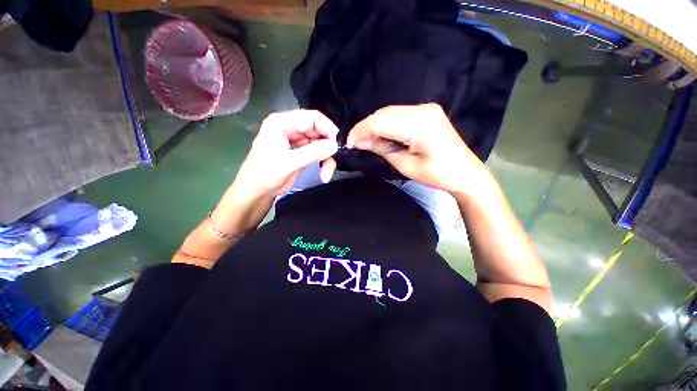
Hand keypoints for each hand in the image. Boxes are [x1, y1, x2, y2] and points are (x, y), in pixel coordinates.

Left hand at [231, 110, 339, 200]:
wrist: (257, 192)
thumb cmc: (266, 173)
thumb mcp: (290, 162)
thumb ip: (314, 152)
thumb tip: (336, 146)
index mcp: (282, 123)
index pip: (312, 118)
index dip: (327, 128)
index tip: (338, 143)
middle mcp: (291, 129)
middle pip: (318, 131)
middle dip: (328, 147)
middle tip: (334, 161)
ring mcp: (297, 141)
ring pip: (320, 144)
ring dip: (326, 158)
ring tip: (327, 173)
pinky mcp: (301, 153)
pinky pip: (318, 153)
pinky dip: (323, 163)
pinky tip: (324, 174)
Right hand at [346, 103, 485, 194]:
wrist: (465, 173)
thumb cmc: (437, 175)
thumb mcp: (406, 166)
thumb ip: (382, 149)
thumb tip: (360, 142)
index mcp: (419, 125)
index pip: (379, 121)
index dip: (360, 131)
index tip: (348, 144)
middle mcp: (422, 110)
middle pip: (383, 113)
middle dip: (366, 127)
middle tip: (356, 144)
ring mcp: (426, 108)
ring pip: (389, 112)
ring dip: (375, 125)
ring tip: (367, 141)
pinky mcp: (427, 112)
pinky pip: (399, 114)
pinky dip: (387, 124)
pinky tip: (382, 136)